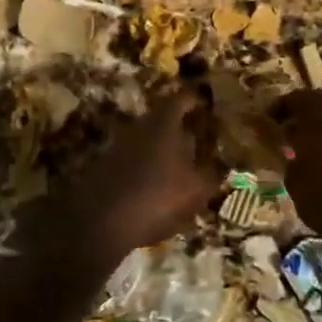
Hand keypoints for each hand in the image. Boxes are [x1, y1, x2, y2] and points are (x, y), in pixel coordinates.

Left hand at [27, 90, 222, 274]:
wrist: (99, 223)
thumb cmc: (155, 197)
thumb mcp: (195, 191)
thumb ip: (211, 176)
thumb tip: (222, 167)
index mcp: (163, 124)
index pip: (182, 99)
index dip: (196, 99)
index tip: (207, 102)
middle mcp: (139, 127)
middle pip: (163, 118)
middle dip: (181, 126)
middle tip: (200, 136)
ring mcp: (119, 145)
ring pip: (148, 139)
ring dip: (164, 148)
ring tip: (183, 164)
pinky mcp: (106, 166)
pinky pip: (135, 158)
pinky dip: (149, 165)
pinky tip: (159, 185)